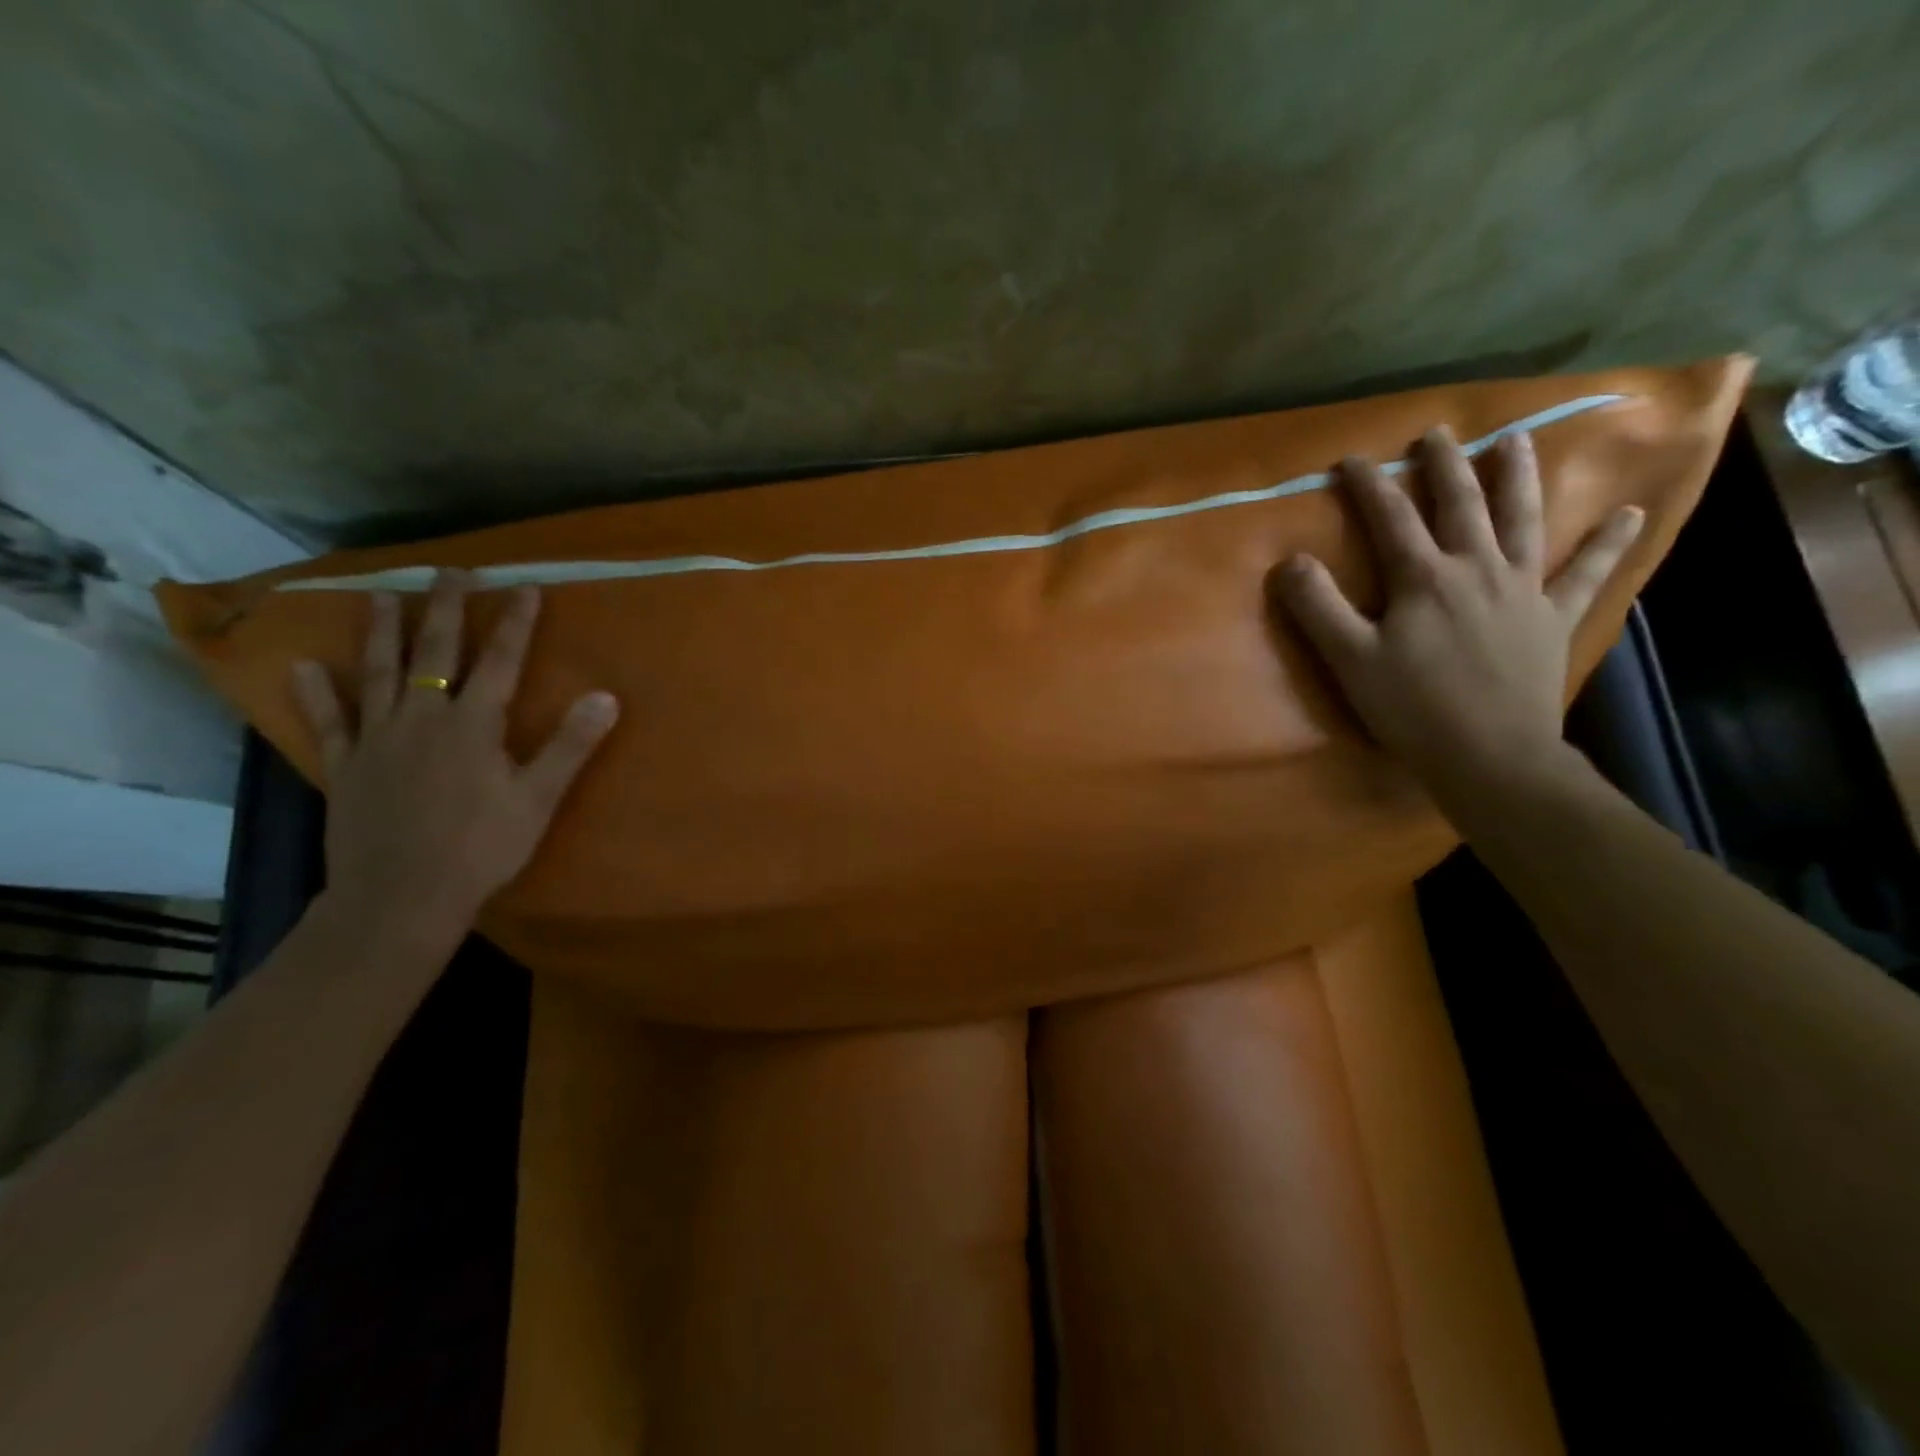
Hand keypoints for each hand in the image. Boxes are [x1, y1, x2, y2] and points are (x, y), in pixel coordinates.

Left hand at [290, 571, 618, 946]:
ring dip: (382, 633)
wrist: (402, 897)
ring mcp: (378, 740)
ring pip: (379, 674)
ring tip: (380, 597)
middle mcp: (423, 719)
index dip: (516, 624)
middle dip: (447, 610)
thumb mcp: (539, 799)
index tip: (526, 588)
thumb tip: (607, 696)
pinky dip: (317, 694)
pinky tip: (305, 668)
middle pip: (435, 653)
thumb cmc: (482, 848)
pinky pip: (329, 722)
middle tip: (451, 572)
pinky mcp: (346, 766)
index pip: (501, 662)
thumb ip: (571, 745)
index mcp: (473, 725)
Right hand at [1272, 427, 1642, 810]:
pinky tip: (1630, 513)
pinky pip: (1586, 573)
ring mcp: (1522, 590)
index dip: (1369, 485)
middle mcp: (1477, 569)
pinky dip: (1608, 543)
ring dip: (1519, 477)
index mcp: (1425, 578)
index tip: (1352, 459)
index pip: (1391, 518)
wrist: (1490, 755)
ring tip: (1516, 441)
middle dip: (1444, 465)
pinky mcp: (1553, 617)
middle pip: (1461, 504)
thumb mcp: (1349, 660)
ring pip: (1523, 520)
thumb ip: (1318, 607)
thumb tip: (1291, 560)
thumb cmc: (1412, 707)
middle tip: (1437, 433)